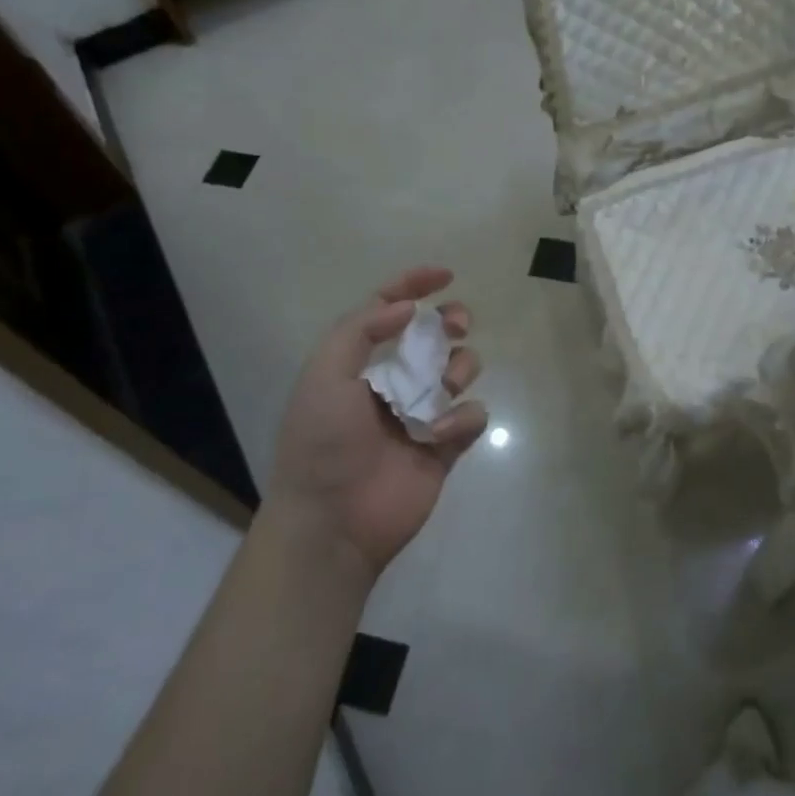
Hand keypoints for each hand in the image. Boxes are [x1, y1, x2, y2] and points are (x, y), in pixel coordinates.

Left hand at [264, 266, 486, 575]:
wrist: (333, 521)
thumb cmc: (322, 442)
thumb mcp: (325, 375)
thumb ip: (361, 330)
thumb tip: (406, 308)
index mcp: (359, 363)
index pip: (388, 311)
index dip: (414, 286)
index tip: (445, 274)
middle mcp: (393, 382)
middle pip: (435, 337)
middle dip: (451, 322)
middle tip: (457, 324)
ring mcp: (422, 414)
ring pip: (460, 370)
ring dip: (457, 368)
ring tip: (442, 389)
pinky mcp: (445, 446)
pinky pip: (472, 415)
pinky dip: (462, 419)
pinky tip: (439, 435)